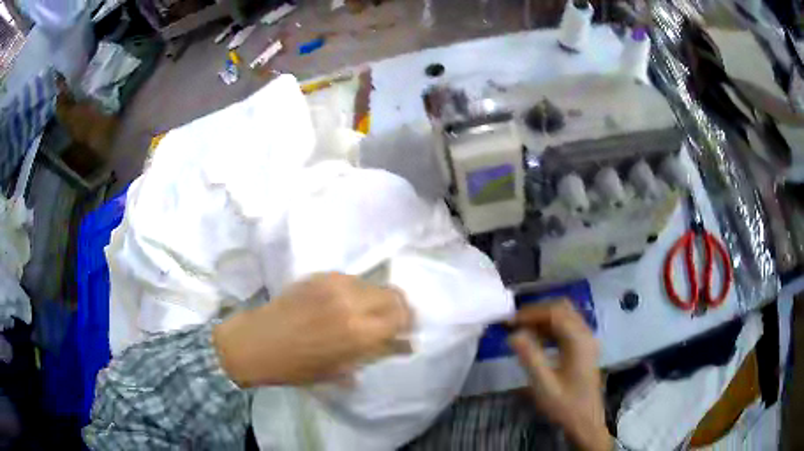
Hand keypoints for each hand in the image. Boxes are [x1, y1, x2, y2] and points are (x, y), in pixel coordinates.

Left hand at [213, 272, 412, 386]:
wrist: (257, 342)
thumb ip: (376, 353)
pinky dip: (356, 292)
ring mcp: (334, 284)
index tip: (405, 333)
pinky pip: (351, 279)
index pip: (401, 318)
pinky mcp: (320, 275)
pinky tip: (343, 304)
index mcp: (359, 331)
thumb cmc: (298, 367)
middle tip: (390, 322)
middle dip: (398, 309)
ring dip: (376, 299)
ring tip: (365, 314)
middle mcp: (352, 301)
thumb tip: (406, 345)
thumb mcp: (342, 369)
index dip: (407, 325)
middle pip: (393, 295)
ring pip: (373, 284)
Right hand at [509, 300, 611, 450]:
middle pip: (562, 309)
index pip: (555, 312)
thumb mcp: (544, 384)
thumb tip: (513, 335)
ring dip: (542, 319)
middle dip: (537, 312)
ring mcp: (586, 340)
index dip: (531, 312)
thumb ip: (530, 357)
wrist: (586, 422)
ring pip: (564, 317)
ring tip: (520, 330)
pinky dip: (549, 329)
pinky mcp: (584, 348)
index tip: (509, 321)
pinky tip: (535, 340)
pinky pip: (566, 328)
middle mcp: (586, 334)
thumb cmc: (566, 405)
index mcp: (579, 340)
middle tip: (514, 323)